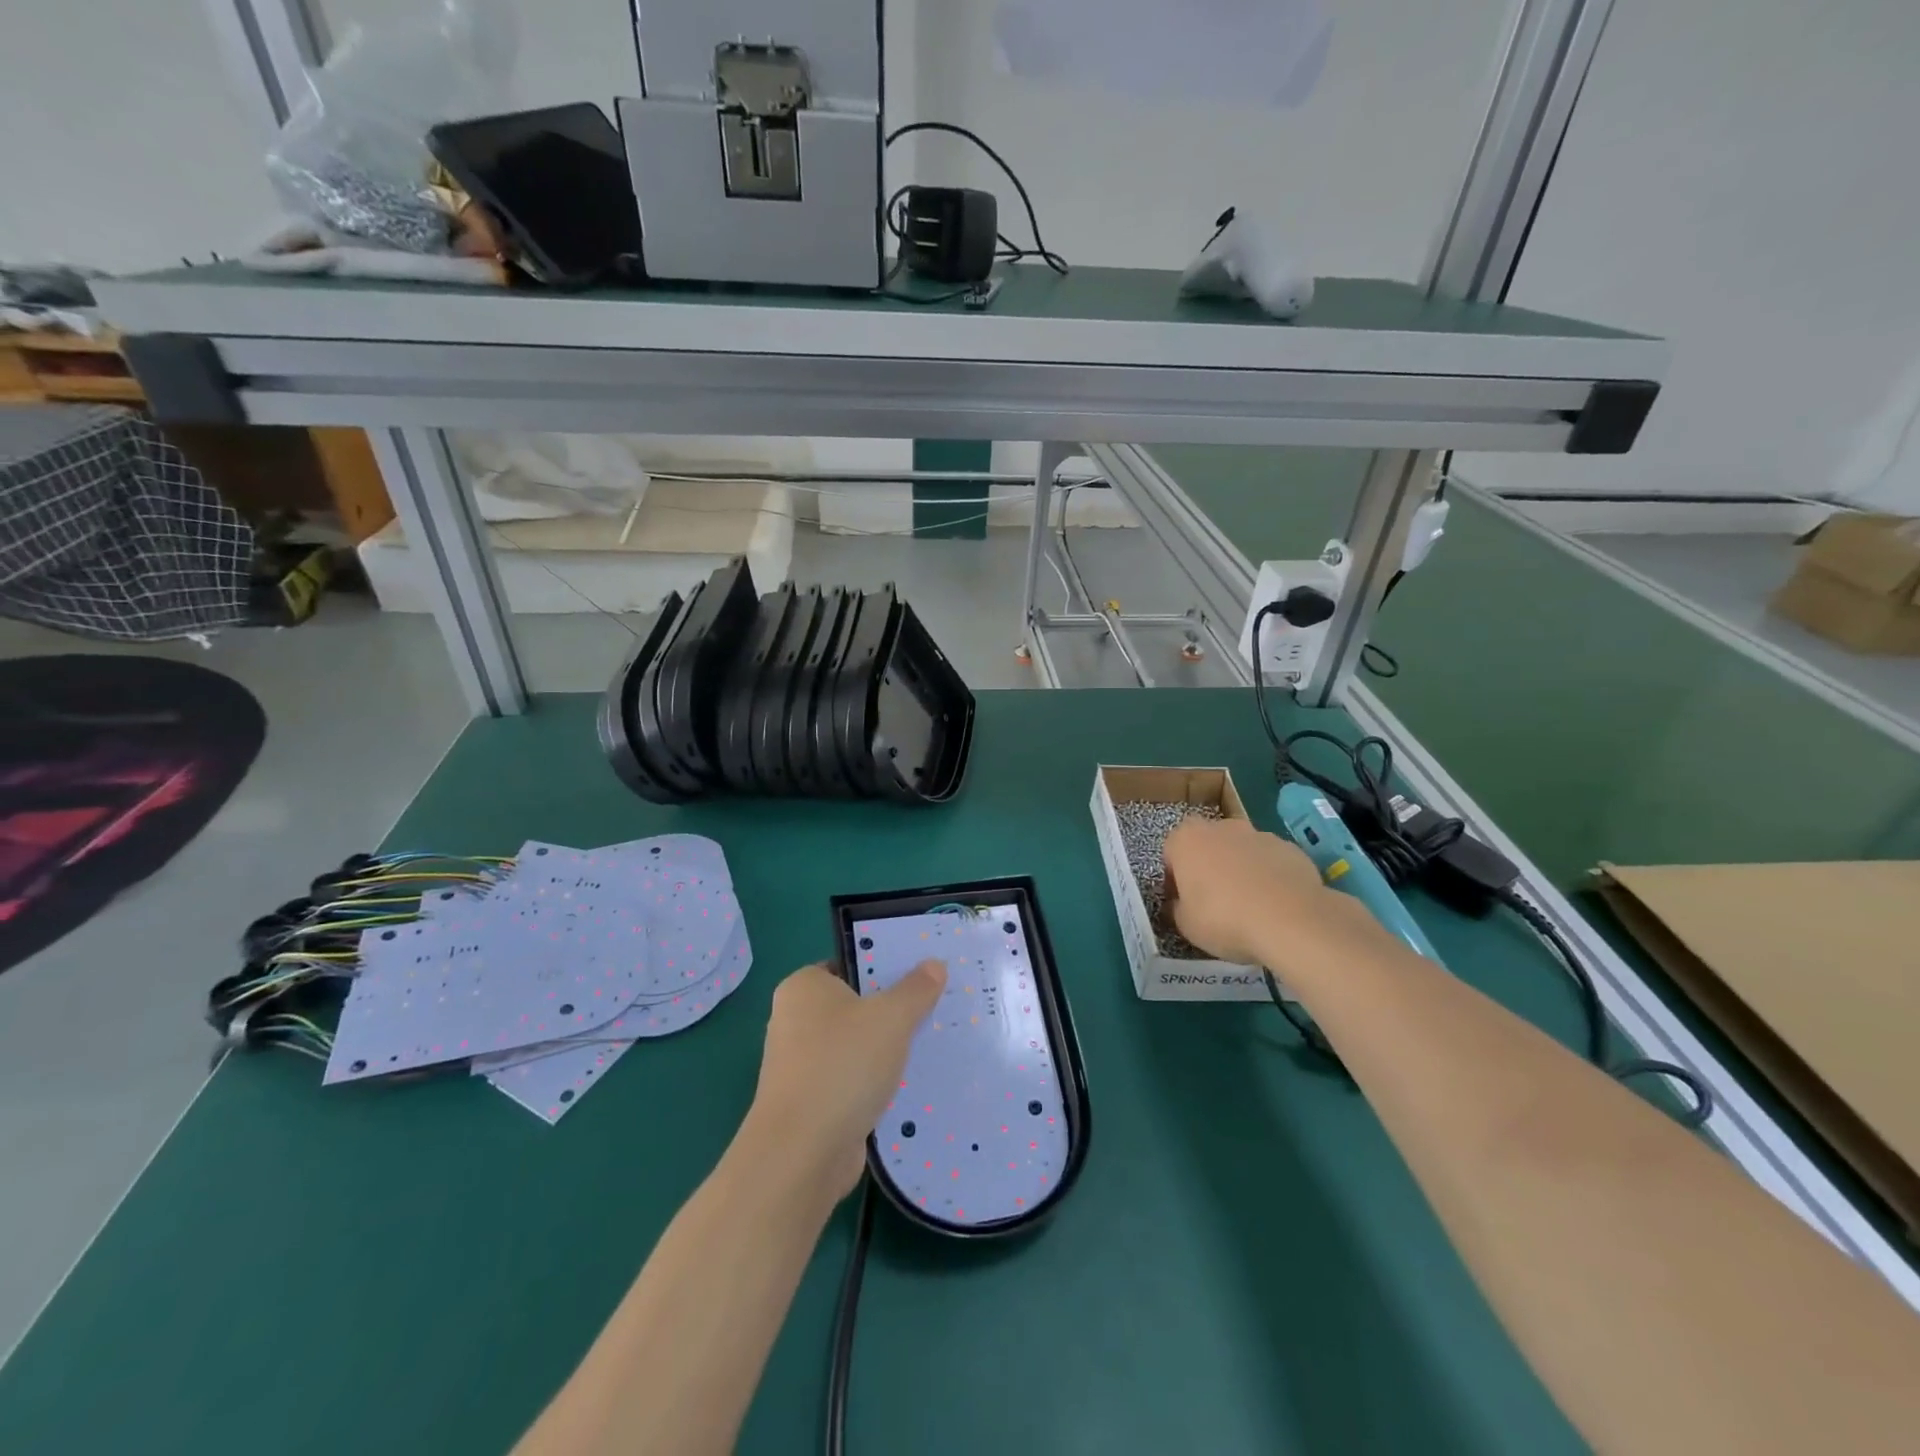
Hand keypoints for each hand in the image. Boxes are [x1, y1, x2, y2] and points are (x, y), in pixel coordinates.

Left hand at [747, 960, 946, 1202]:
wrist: (802, 1153)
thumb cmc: (842, 1065)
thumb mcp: (891, 1017)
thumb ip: (915, 989)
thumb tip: (935, 964)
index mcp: (803, 987)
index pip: (848, 964)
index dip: (884, 967)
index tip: (921, 976)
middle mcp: (794, 1020)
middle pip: (855, 1006)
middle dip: (890, 1011)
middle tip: (933, 1009)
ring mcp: (800, 1065)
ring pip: (855, 1046)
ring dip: (886, 1051)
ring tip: (930, 1047)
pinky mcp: (811, 1103)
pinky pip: (852, 1081)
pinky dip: (876, 1084)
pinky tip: (910, 1087)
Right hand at [1163, 815, 1377, 976]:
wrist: (1291, 920)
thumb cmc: (1224, 919)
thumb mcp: (1186, 925)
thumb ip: (1178, 908)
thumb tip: (1181, 905)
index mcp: (1186, 839)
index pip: (1171, 853)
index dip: (1175, 878)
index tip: (1183, 901)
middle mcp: (1220, 827)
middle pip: (1208, 846)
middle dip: (1208, 868)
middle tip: (1214, 902)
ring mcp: (1258, 834)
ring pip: (1241, 851)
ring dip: (1240, 870)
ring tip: (1250, 906)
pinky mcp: (1290, 848)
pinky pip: (1270, 862)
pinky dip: (1270, 877)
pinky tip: (1276, 905)